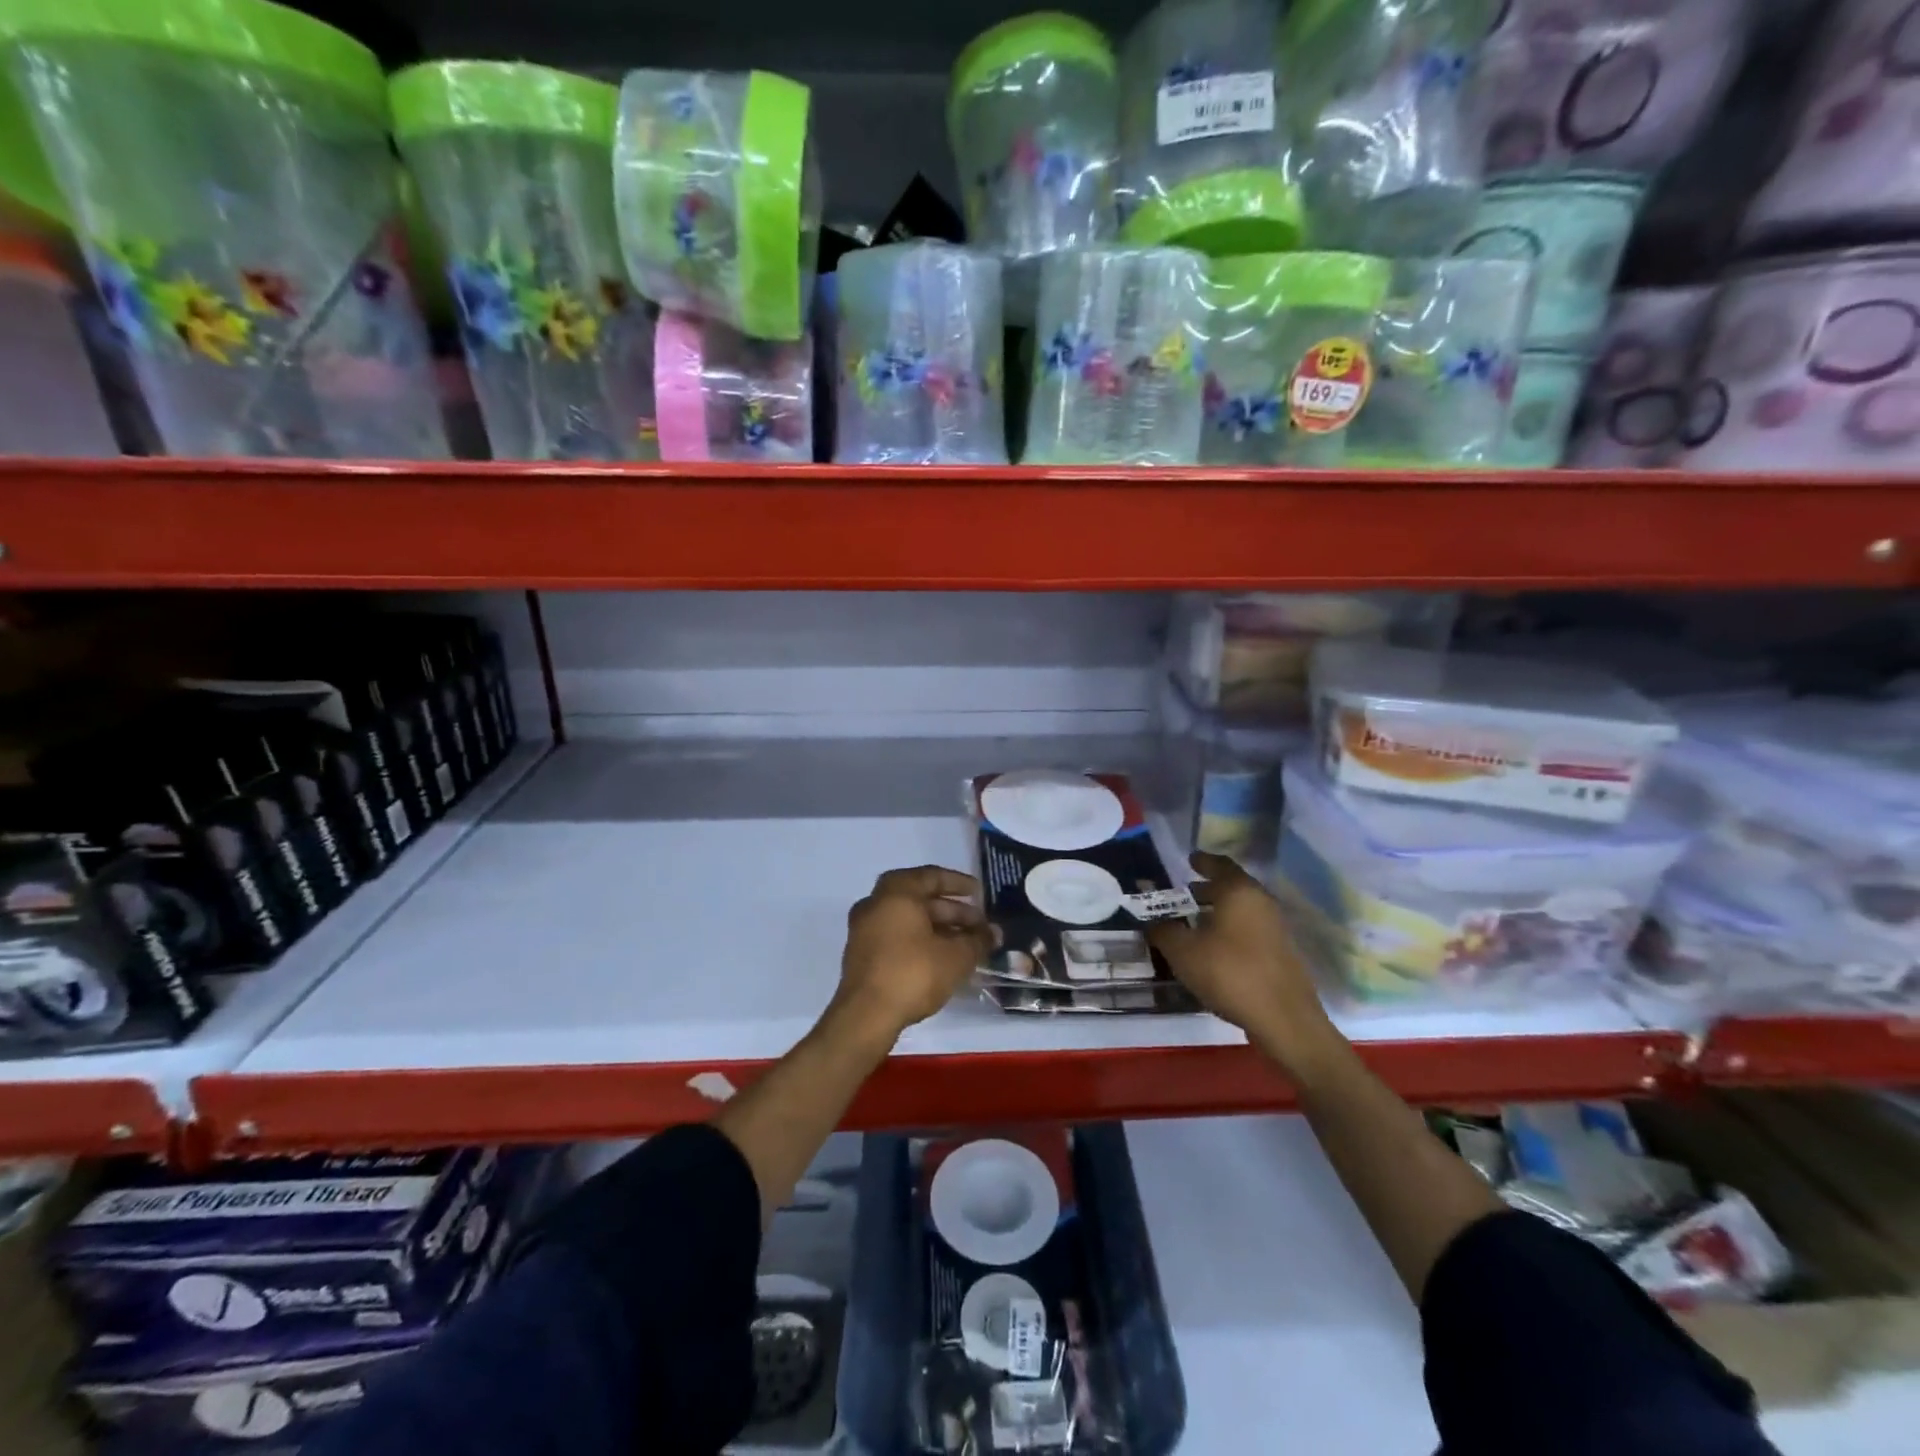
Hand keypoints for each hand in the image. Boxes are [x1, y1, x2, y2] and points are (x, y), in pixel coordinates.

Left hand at [832, 866, 990, 1043]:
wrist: (866, 1016)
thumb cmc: (913, 973)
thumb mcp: (956, 956)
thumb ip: (978, 940)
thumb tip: (994, 933)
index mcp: (896, 892)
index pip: (932, 876)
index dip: (959, 883)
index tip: (980, 893)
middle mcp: (876, 903)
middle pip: (920, 899)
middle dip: (953, 911)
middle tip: (979, 924)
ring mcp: (864, 929)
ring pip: (909, 920)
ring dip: (938, 928)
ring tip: (967, 944)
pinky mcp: (862, 954)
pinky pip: (897, 936)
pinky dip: (920, 940)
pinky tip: (943, 959)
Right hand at [1147, 852, 1338, 1070]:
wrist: (1284, 1021)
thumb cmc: (1229, 973)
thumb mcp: (1183, 952)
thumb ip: (1164, 931)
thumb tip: (1153, 923)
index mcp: (1240, 892)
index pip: (1220, 865)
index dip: (1202, 861)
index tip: (1189, 860)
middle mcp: (1262, 903)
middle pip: (1232, 887)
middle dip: (1207, 889)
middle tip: (1184, 894)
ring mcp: (1277, 929)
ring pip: (1242, 911)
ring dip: (1219, 912)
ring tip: (1195, 923)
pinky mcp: (1282, 954)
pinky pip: (1250, 931)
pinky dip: (1231, 931)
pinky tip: (1214, 950)